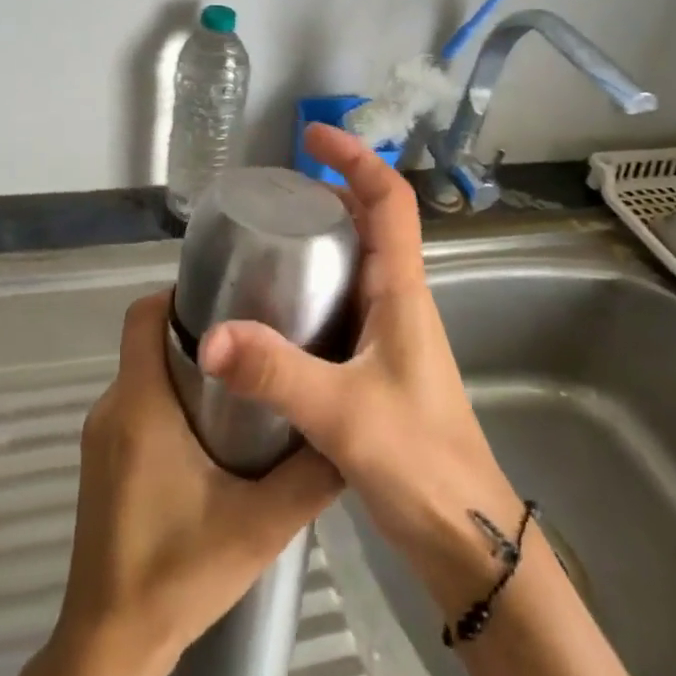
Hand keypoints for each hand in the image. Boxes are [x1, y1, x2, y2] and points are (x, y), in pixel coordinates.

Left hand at [55, 291, 341, 674]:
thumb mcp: (261, 524)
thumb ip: (311, 475)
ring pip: (144, 376)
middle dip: (199, 334)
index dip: (180, 295)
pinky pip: (136, 409)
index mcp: (140, 403)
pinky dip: (170, 403)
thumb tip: (349, 431)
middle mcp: (112, 408)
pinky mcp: (101, 464)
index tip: (231, 299)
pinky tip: (213, 437)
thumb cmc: (179, 573)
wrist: (109, 647)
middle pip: (148, 342)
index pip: (144, 315)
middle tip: (256, 343)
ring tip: (245, 386)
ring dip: (187, 371)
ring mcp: (100, 438)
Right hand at [198, 123, 521, 614]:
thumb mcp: (342, 412)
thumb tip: (210, 336)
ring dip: (321, 238)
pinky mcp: (378, 364)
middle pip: (371, 223)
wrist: (465, 536)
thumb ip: (275, 373)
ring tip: (265, 240)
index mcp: (402, 291)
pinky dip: (315, 286)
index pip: (389, 201)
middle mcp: (400, 301)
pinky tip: (275, 310)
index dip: (356, 159)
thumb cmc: (420, 463)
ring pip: (357, 264)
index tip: (312, 138)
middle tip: (272, 194)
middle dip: (329, 192)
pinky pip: (345, 303)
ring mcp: (391, 333)